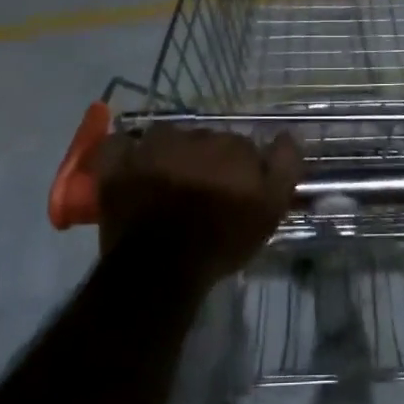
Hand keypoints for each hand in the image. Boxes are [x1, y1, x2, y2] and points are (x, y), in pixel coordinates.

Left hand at [97, 126, 303, 282]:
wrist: (162, 267)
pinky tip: (131, 163)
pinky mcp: (118, 164)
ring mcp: (151, 147)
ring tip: (169, 182)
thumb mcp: (270, 209)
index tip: (237, 193)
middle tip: (204, 193)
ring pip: (166, 138)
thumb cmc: (221, 240)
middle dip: (207, 161)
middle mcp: (192, 136)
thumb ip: (284, 167)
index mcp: (230, 146)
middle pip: (205, 141)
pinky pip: (119, 144)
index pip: (242, 147)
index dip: (241, 170)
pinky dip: (125, 150)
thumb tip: (286, 135)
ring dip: (170, 153)